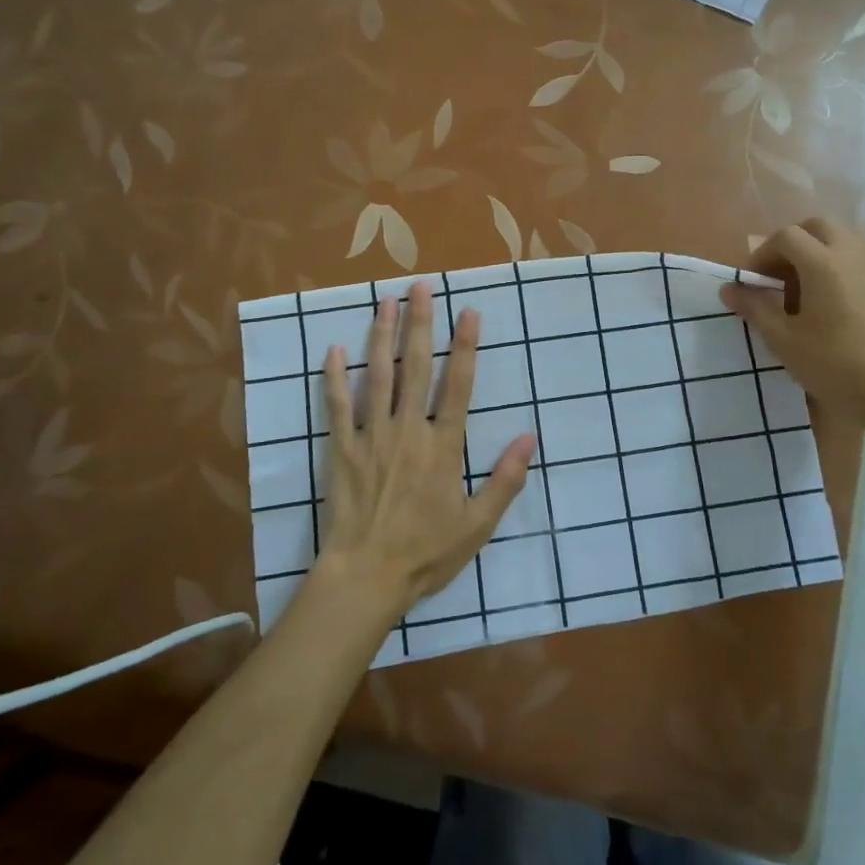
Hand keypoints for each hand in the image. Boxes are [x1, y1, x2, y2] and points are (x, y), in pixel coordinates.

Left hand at [315, 282, 535, 618]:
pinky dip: (335, 377)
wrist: (365, 578)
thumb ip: (505, 479)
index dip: (465, 347)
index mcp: (443, 447)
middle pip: (416, 368)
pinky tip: (334, 349)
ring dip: (382, 336)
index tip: (468, 312)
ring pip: (378, 376)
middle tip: (421, 287)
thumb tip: (529, 437)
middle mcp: (409, 431)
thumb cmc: (426, 552)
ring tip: (386, 301)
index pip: (459, 386)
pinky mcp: (342, 449)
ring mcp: (372, 437)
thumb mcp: (477, 524)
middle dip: (421, 324)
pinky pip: (338, 406)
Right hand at [719, 217, 864, 430]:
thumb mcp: (783, 340)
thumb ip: (754, 308)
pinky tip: (827, 303)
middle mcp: (851, 255)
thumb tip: (728, 289)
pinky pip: (856, 259)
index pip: (785, 236)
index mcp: (822, 263)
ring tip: (800, 286)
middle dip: (791, 243)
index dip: (761, 254)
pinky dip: (836, 265)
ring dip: (816, 251)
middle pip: (817, 227)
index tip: (752, 283)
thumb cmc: (834, 364)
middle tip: (776, 274)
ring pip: (841, 239)